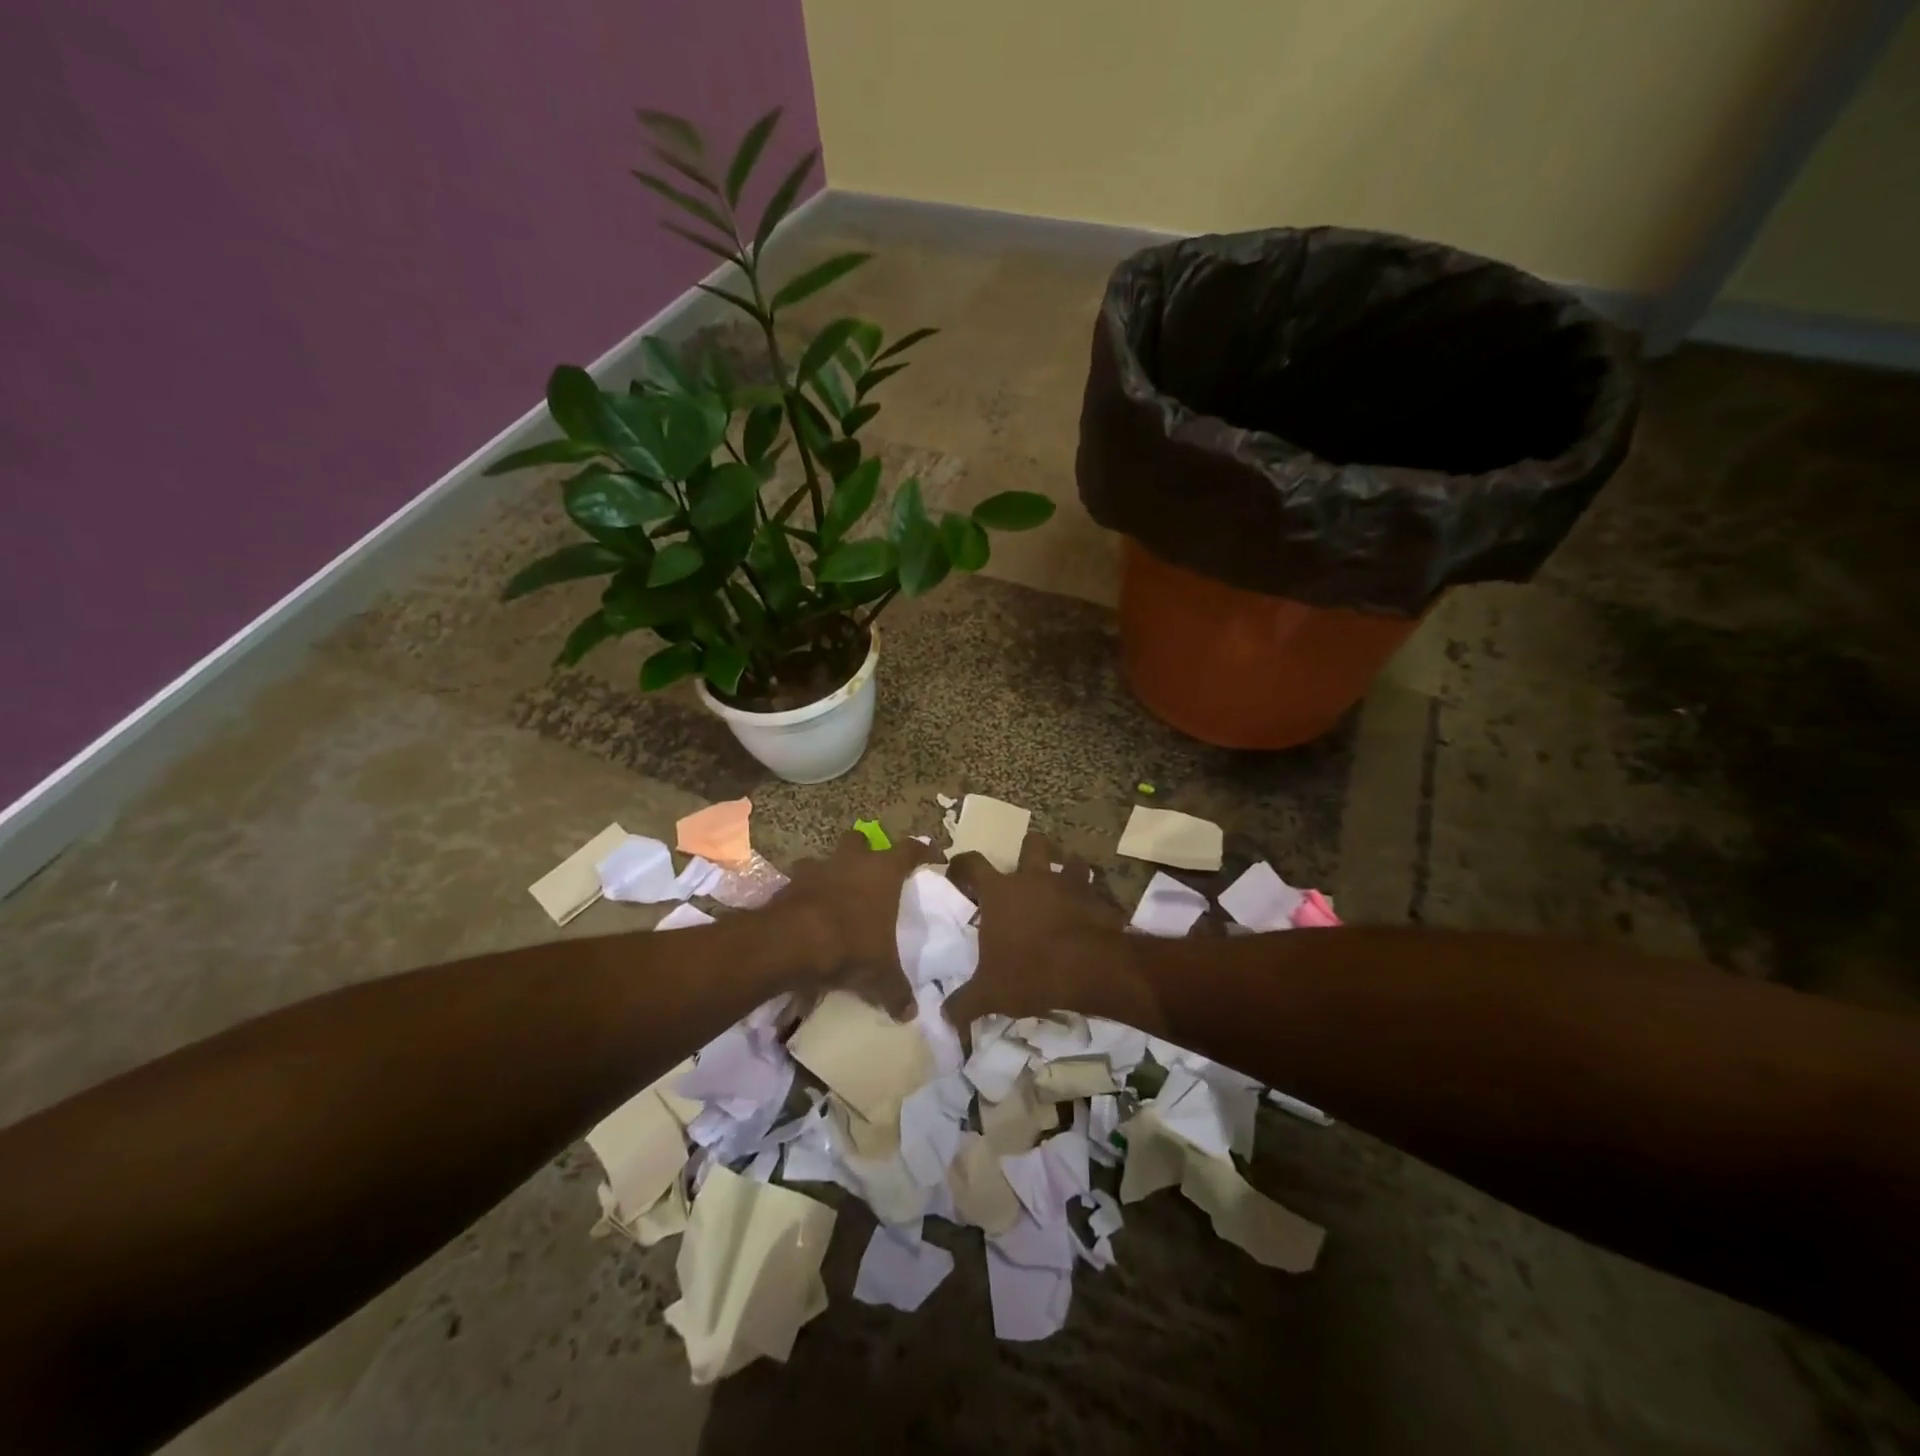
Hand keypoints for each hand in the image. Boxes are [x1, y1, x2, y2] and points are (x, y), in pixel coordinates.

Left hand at [771, 831, 939, 1016]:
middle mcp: (852, 861)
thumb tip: (910, 1013)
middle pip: (861, 840)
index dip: (923, 850)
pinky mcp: (788, 883)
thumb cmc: (849, 946)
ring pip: (827, 859)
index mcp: (883, 872)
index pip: (911, 849)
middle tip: (872, 873)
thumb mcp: (880, 975)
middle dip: (866, 851)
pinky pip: (801, 883)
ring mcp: (817, 868)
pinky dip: (806, 894)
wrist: (789, 943)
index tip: (932, 855)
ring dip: (832, 873)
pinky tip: (809, 914)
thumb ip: (896, 991)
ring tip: (836, 896)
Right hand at [944, 832, 1162, 1032]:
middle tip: (1026, 871)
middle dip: (1029, 851)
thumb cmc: (1031, 972)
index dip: (962, 865)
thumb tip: (944, 1017)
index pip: (971, 863)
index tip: (958, 873)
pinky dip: (1094, 895)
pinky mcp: (1098, 897)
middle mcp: (1033, 878)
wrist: (1090, 968)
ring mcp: (1068, 883)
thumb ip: (964, 1003)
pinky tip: (1091, 910)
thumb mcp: (990, 994)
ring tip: (1065, 884)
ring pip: (1071, 859)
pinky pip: (1096, 888)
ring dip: (1068, 867)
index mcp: (999, 892)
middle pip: (1031, 845)